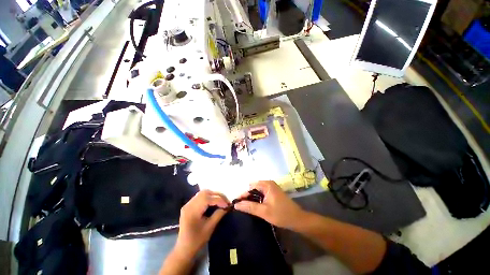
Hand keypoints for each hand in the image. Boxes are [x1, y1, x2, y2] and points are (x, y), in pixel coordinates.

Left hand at [174, 190, 229, 256]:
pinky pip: (200, 197)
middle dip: (217, 195)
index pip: (207, 199)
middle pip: (205, 193)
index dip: (219, 200)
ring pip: (203, 193)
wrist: (184, 249)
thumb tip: (227, 206)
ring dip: (213, 195)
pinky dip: (209, 197)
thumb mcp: (210, 228)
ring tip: (221, 200)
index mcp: (192, 211)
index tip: (227, 204)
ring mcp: (188, 204)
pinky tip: (214, 202)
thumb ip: (218, 214)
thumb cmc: (197, 240)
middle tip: (225, 201)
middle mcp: (189, 205)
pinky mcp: (189, 206)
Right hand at [234, 181, 305, 229]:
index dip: (243, 194)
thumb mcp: (264, 212)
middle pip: (253, 187)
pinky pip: (262, 193)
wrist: (297, 219)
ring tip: (246, 207)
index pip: (250, 187)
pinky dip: (257, 198)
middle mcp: (268, 183)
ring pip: (257, 190)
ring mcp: (271, 187)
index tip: (236, 203)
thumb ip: (249, 207)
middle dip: (247, 196)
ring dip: (252, 197)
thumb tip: (236, 204)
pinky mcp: (273, 192)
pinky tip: (255, 205)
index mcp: (267, 184)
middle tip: (241, 206)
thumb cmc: (281, 214)